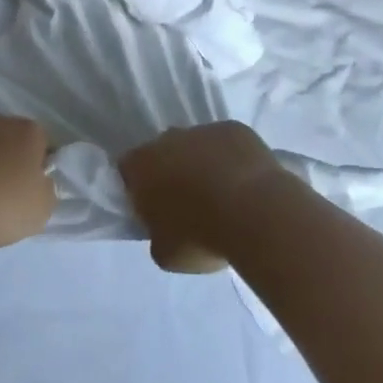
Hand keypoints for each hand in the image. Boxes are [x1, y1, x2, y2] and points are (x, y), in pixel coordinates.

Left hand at [0, 115, 54, 251]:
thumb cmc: (0, 206)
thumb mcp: (41, 209)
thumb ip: (46, 190)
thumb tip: (38, 183)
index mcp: (27, 131)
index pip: (42, 143)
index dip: (39, 167)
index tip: (32, 190)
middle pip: (9, 140)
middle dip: (8, 160)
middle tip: (3, 194)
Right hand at [118, 122, 287, 273]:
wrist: (253, 212)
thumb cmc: (200, 235)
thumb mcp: (165, 253)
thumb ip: (157, 235)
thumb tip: (165, 228)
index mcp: (141, 166)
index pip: (128, 169)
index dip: (138, 188)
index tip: (153, 208)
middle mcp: (168, 139)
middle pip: (163, 152)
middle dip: (172, 172)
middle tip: (189, 203)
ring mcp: (203, 129)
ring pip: (197, 145)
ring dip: (203, 164)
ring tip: (224, 195)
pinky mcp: (235, 128)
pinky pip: (227, 143)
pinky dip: (232, 158)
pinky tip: (245, 182)